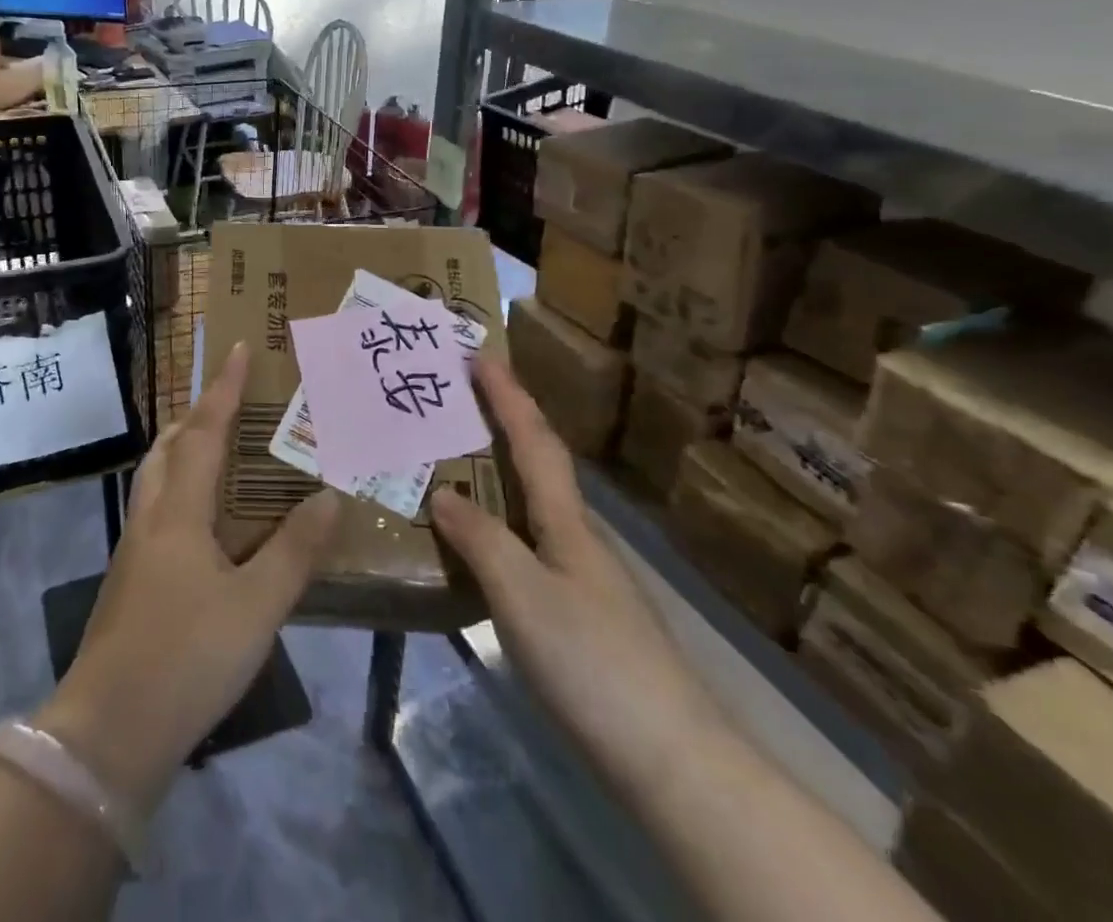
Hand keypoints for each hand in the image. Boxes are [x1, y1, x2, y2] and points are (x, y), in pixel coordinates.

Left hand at [34, 344, 339, 817]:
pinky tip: (208, 525)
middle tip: (231, 404)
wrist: (109, 732)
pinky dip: (181, 492)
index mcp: (179, 511)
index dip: (222, 390)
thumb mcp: (257, 606)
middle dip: (196, 416)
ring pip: (157, 479)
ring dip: (184, 452)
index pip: (203, 431)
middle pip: (168, 447)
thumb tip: (330, 495)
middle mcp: (150, 517)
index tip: (236, 350)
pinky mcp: (130, 581)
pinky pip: (157, 511)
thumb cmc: (187, 657)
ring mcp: (134, 550)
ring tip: (221, 454)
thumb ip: (295, 550)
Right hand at [431, 357, 726, 795]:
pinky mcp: (581, 614)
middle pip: (538, 464)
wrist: (672, 760)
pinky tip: (479, 544)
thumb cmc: (593, 664)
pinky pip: (530, 543)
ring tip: (453, 460)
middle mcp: (578, 537)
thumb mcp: (523, 596)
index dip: (507, 395)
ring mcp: (583, 577)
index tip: (479, 353)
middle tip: (455, 400)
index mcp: (567, 521)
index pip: (534, 441)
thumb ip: (481, 540)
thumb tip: (440, 491)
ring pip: (533, 505)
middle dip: (502, 422)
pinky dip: (500, 522)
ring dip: (498, 471)